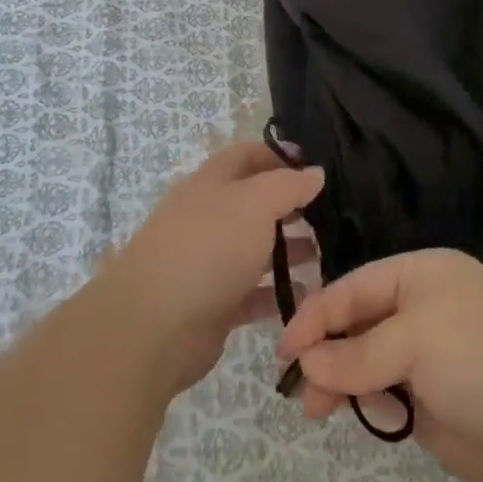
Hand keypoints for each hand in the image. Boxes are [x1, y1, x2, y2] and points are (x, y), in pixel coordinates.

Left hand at [105, 141, 322, 394]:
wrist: (154, 326)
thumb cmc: (208, 248)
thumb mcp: (255, 203)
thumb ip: (288, 185)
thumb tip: (315, 172)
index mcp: (211, 182)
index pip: (247, 155)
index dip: (279, 155)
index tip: (315, 168)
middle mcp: (208, 217)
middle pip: (253, 202)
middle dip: (290, 206)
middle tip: (329, 216)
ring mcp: (208, 262)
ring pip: (255, 248)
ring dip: (288, 250)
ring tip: (325, 254)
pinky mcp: (212, 304)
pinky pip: (252, 292)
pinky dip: (277, 292)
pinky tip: (307, 294)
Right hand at [275, 250, 482, 481]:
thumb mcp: (417, 341)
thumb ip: (358, 353)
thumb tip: (308, 366)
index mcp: (421, 274)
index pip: (354, 286)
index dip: (317, 314)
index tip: (284, 350)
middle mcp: (421, 308)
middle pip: (356, 323)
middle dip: (325, 352)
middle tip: (299, 389)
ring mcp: (426, 355)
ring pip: (365, 361)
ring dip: (339, 381)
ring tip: (319, 412)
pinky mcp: (430, 399)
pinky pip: (383, 393)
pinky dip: (366, 403)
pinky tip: (366, 416)